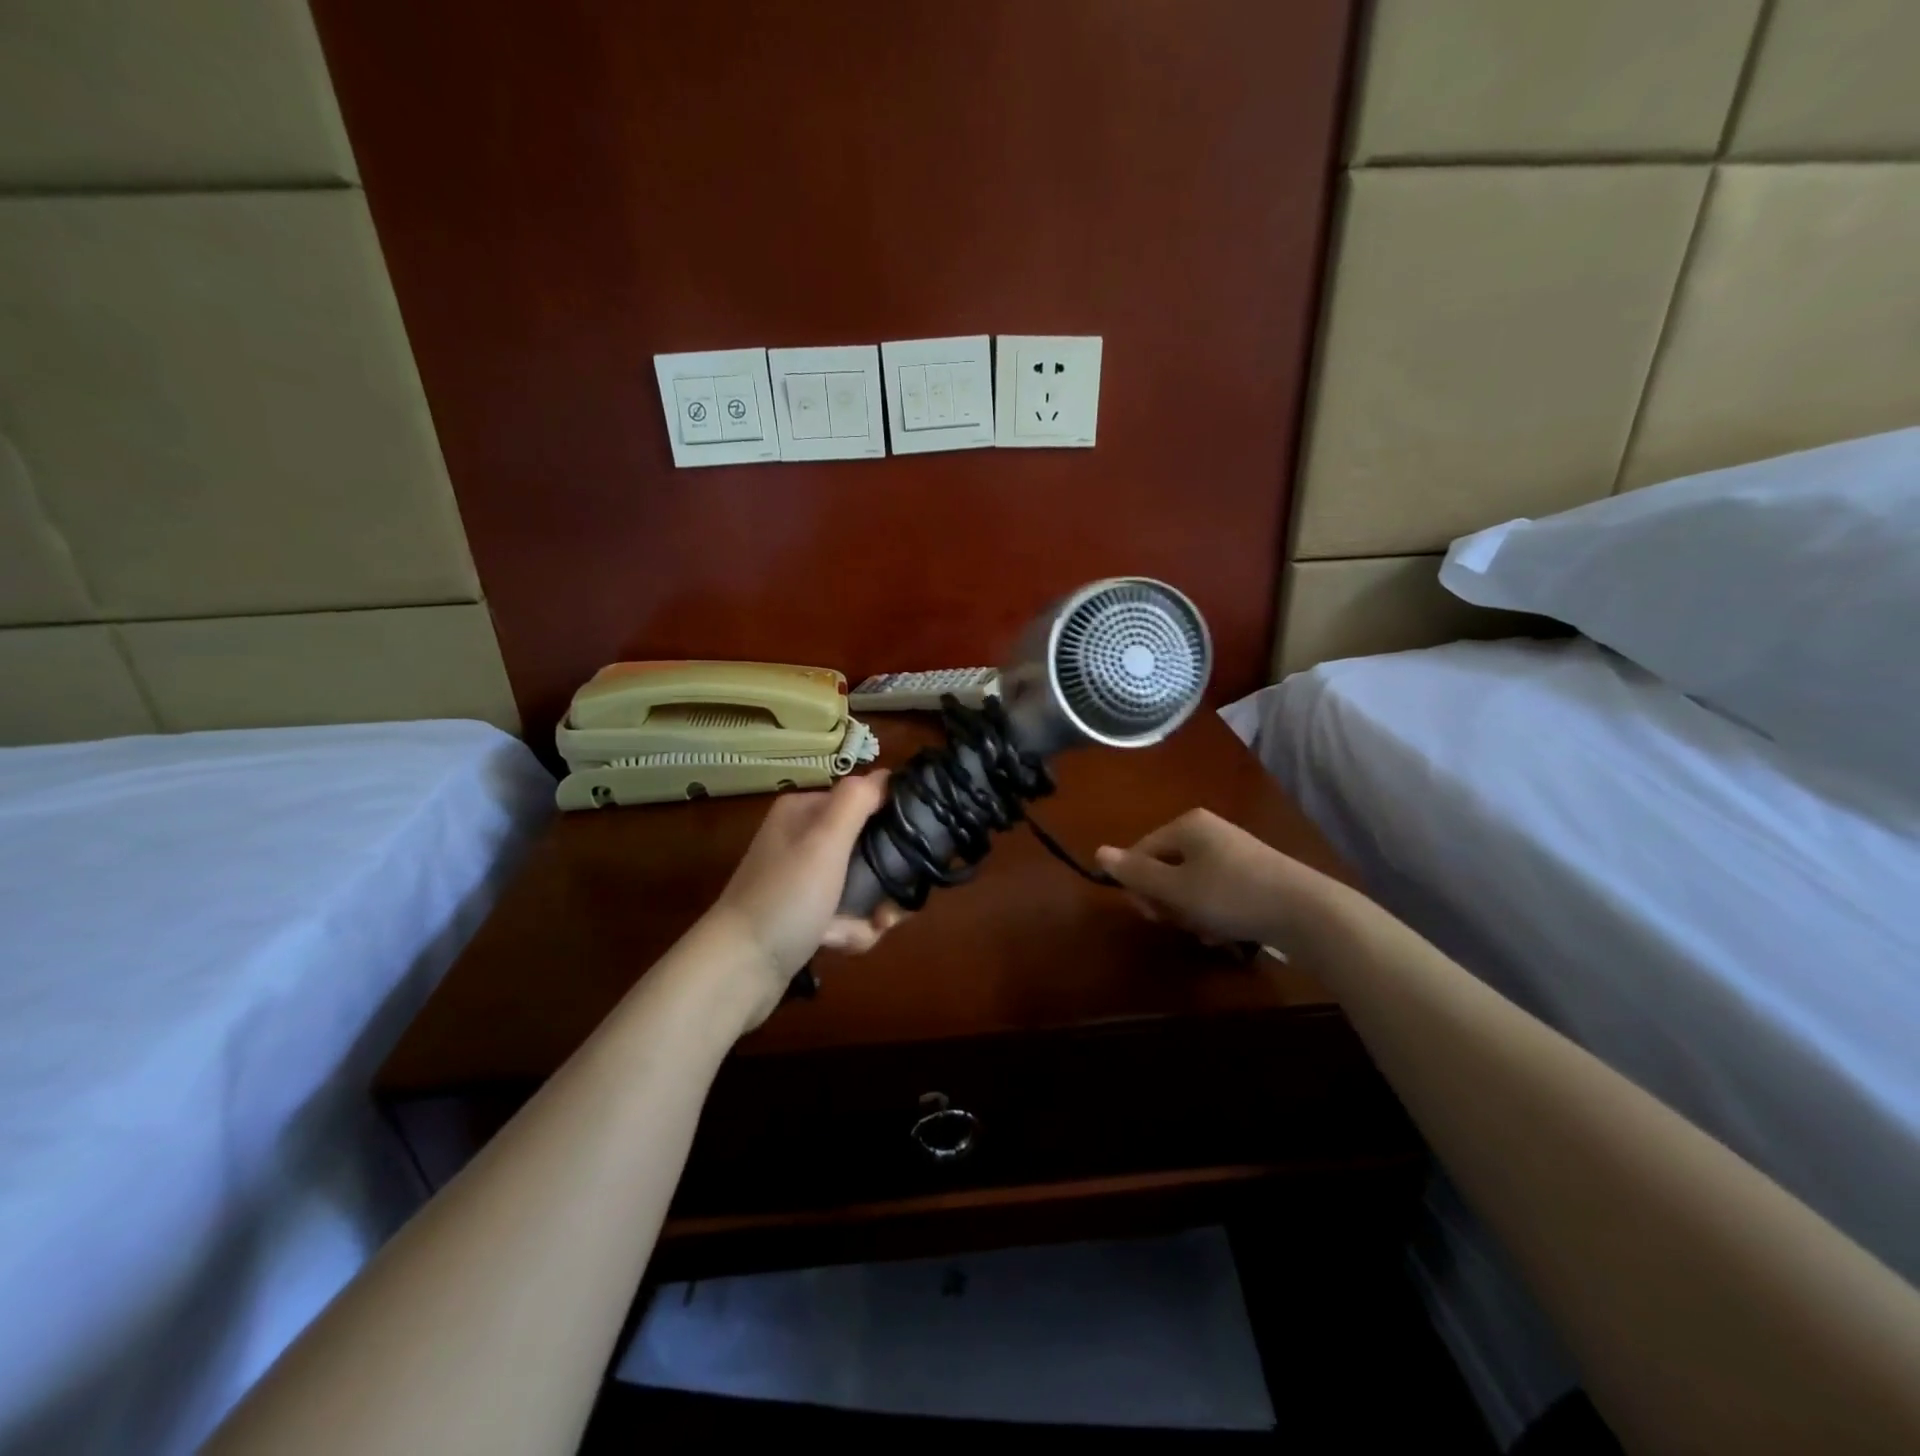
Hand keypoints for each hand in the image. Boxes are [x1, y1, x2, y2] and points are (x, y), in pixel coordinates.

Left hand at [704, 773, 906, 1013]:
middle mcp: (803, 838)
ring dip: (870, 912)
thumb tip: (887, 775)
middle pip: (869, 848)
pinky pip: (846, 913)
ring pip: (863, 885)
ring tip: (859, 932)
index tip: (909, 857)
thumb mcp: (824, 840)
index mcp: (805, 811)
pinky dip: (850, 929)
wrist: (737, 970)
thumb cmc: (785, 898)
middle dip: (884, 882)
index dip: (893, 826)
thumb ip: (857, 801)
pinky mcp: (804, 912)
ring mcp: (803, 877)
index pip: (866, 801)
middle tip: (887, 910)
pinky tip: (839, 944)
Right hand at [1095, 808, 1327, 951]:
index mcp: (1187, 824)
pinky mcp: (1254, 873)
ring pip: (1191, 884)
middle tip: (1180, 923)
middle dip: (1168, 900)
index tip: (1151, 915)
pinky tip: (1225, 931)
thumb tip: (1098, 852)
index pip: (1141, 851)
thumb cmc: (1231, 895)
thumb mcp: (1175, 888)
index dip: (1138, 885)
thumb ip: (1136, 873)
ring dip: (1191, 911)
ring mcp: (1234, 851)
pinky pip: (1216, 892)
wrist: (1307, 912)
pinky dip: (1214, 912)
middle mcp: (1208, 830)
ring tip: (1207, 931)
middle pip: (1166, 867)